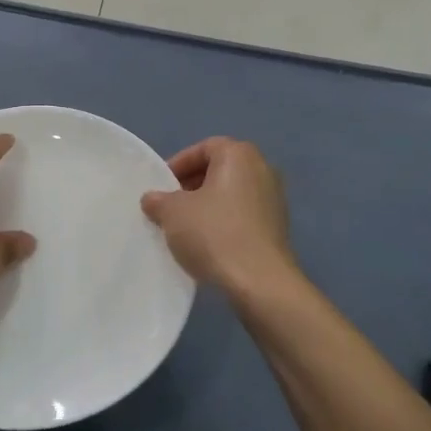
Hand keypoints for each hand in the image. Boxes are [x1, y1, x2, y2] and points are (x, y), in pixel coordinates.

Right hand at [141, 137, 297, 292]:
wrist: (259, 281)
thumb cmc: (214, 233)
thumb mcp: (173, 213)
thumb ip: (159, 200)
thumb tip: (152, 199)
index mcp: (239, 155)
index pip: (203, 148)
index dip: (178, 164)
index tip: (161, 186)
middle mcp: (263, 169)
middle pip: (219, 170)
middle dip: (191, 185)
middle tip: (169, 206)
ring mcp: (274, 199)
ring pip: (231, 194)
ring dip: (207, 206)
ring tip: (184, 228)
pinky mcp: (277, 227)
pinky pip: (243, 215)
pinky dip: (223, 222)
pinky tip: (206, 244)